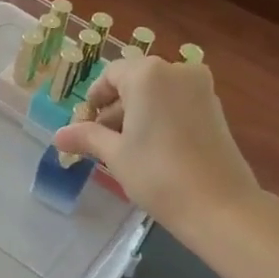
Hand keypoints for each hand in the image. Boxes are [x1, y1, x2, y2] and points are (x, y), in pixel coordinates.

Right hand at [52, 55, 260, 234]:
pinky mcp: (216, 109)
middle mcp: (177, 71)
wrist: (220, 205)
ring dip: (138, 114)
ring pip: (157, 94)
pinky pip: (177, 104)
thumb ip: (87, 137)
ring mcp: (201, 89)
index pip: (110, 76)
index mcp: (147, 74)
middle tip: (102, 142)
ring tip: (126, 150)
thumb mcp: (115, 154)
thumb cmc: (157, 173)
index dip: (94, 100)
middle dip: (116, 109)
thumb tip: (58, 136)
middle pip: (135, 82)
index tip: (84, 126)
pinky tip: (153, 150)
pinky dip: (161, 118)